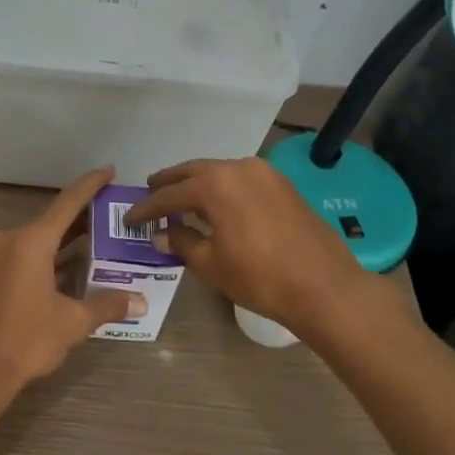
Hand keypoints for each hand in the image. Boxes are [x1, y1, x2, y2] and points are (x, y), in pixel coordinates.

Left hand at [0, 167, 145, 398]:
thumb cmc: (26, 340)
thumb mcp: (73, 322)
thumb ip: (107, 305)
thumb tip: (140, 301)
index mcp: (32, 241)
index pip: (68, 202)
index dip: (90, 185)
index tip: (109, 171)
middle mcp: (12, 240)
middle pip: (54, 219)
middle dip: (84, 217)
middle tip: (114, 213)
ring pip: (40, 238)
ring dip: (68, 239)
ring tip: (101, 239)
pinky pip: (27, 254)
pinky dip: (51, 255)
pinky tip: (72, 267)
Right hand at [126, 157, 423, 342]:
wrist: (324, 286)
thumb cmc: (259, 277)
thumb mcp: (211, 264)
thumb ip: (183, 242)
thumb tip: (163, 234)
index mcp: (215, 183)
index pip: (170, 193)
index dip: (147, 207)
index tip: (130, 217)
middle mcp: (238, 168)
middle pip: (194, 171)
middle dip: (170, 183)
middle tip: (151, 190)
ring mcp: (265, 173)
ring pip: (220, 172)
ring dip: (198, 183)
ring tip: (181, 197)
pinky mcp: (283, 185)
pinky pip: (241, 179)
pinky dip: (222, 188)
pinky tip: (216, 204)